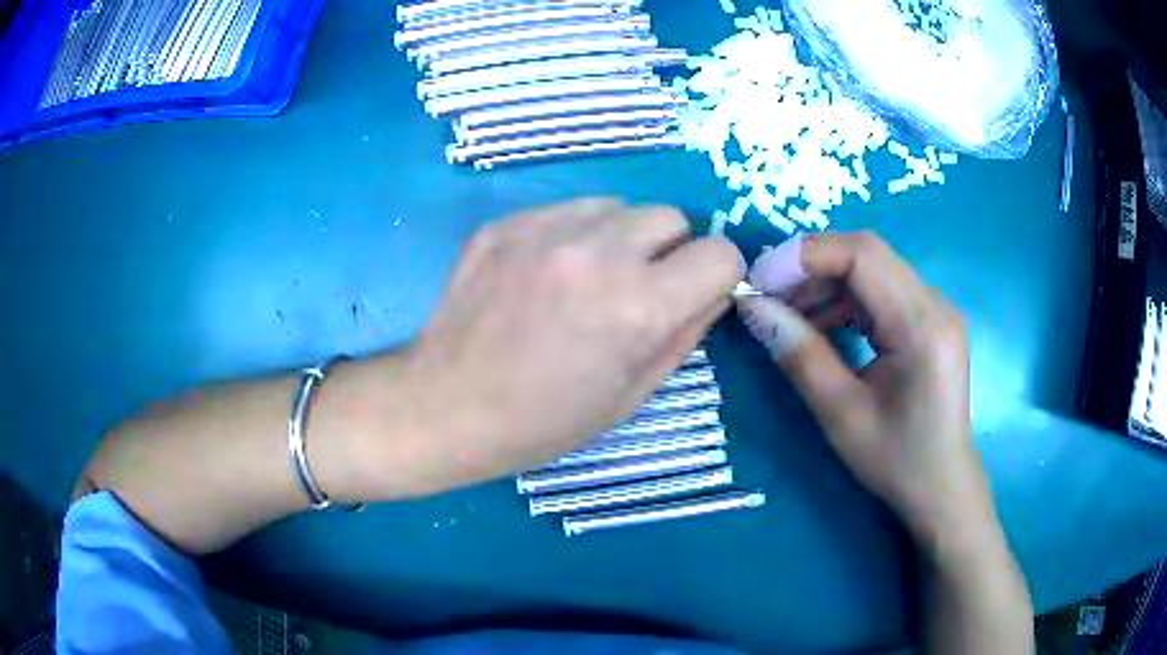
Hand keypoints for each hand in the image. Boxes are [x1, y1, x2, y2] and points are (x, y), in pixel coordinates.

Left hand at [388, 198, 742, 494]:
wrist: (444, 407)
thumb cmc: (543, 421)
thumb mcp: (631, 396)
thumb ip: (685, 334)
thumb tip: (715, 291)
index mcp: (637, 307)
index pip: (720, 253)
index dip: (717, 275)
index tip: (697, 292)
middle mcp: (596, 254)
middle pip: (671, 216)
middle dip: (669, 251)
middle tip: (635, 290)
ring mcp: (543, 230)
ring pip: (618, 206)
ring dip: (619, 237)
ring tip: (585, 280)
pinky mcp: (505, 223)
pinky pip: (566, 209)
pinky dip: (572, 234)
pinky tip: (543, 274)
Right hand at [739, 231, 989, 542]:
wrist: (941, 486)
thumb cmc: (896, 460)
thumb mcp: (841, 414)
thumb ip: (799, 355)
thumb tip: (754, 308)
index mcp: (921, 325)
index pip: (862, 255)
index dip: (806, 256)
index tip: (760, 281)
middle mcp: (934, 303)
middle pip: (867, 255)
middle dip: (811, 267)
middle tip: (767, 297)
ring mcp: (935, 308)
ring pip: (872, 269)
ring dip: (825, 283)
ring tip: (788, 314)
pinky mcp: (929, 319)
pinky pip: (881, 291)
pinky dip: (845, 300)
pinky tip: (821, 324)